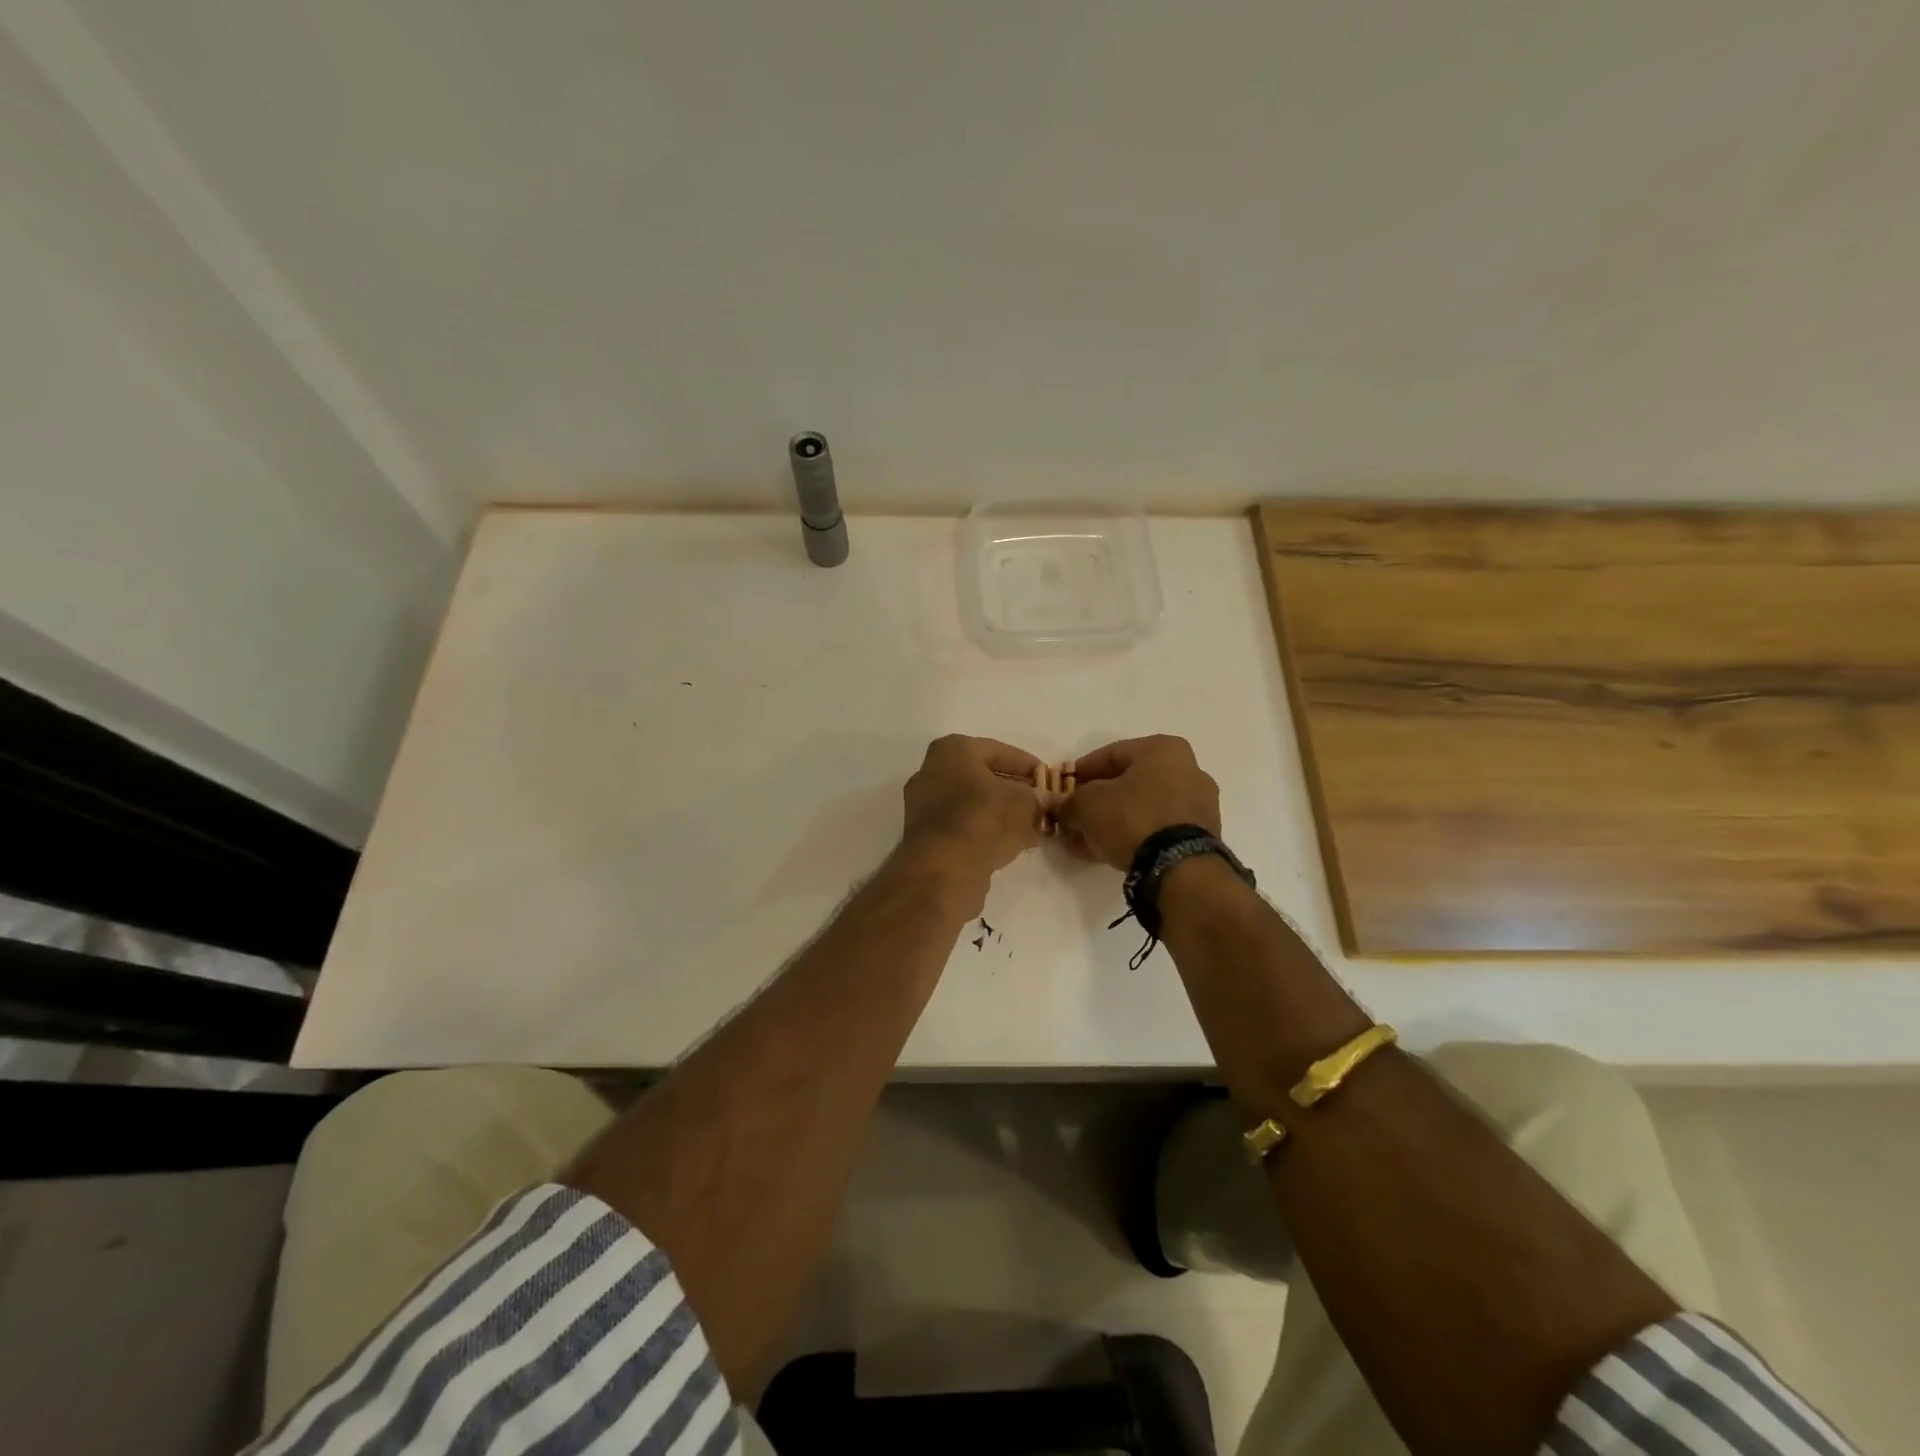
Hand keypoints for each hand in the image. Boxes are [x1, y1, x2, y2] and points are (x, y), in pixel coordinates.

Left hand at [899, 735, 1046, 892]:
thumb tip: (1044, 804)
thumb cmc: (984, 818)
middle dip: (1012, 791)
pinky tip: (1007, 845)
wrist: (943, 868)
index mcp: (952, 750)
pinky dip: (983, 832)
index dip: (1027, 765)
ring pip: (971, 804)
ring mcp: (923, 806)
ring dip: (999, 814)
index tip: (1047, 779)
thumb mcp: (1024, 803)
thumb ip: (1038, 800)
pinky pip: (961, 827)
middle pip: (981, 778)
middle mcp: (931, 772)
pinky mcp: (924, 837)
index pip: (998, 751)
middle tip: (1038, 804)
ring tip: (1029, 828)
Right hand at [1055, 735, 1219, 869]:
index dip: (1081, 771)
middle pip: (1128, 782)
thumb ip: (1069, 802)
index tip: (1063, 788)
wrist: (1179, 869)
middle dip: (1096, 801)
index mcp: (1163, 749)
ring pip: (1141, 808)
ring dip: (1111, 822)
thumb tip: (1060, 808)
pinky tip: (1105, 851)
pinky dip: (1131, 836)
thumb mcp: (1086, 805)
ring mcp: (1198, 804)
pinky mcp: (1200, 836)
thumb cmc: (1132, 818)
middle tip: (1072, 816)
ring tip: (1083, 840)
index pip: (1111, 754)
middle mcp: (1187, 770)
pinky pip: (1156, 829)